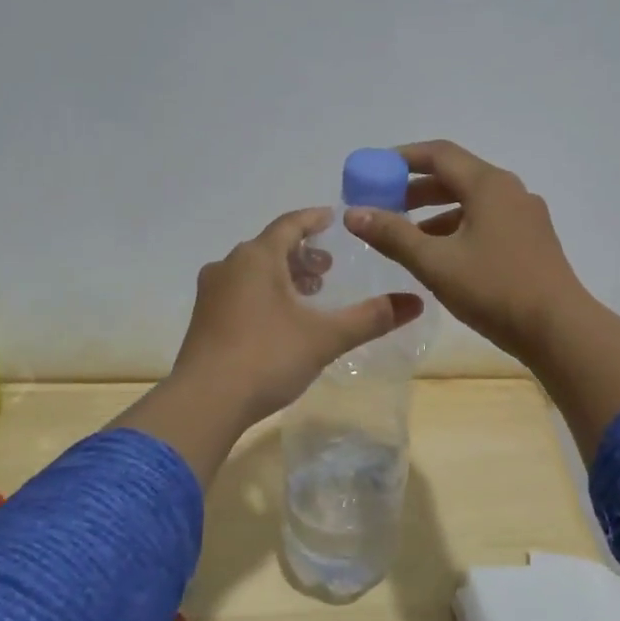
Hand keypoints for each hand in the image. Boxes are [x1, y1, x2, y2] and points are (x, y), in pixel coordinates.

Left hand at [113, 208, 423, 482]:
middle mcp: (229, 266)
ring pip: (252, 271)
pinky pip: (239, 291)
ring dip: (282, 275)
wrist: (205, 402)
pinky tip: (279, 319)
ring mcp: (211, 293)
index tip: (333, 218)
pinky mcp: (203, 319)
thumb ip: (371, 318)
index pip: (290, 224)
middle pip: (270, 247)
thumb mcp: (326, 337)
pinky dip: (264, 293)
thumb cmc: (267, 357)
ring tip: (308, 293)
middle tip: (327, 268)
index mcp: (257, 257)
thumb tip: (416, 301)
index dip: (314, 219)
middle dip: (301, 253)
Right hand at [344, 140, 589, 361]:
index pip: (438, 154)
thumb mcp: (435, 263)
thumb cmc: (494, 290)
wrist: (559, 329)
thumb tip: (353, 213)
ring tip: (407, 237)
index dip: (401, 159)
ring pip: (472, 203)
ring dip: (436, 213)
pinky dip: (459, 229)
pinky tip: (443, 258)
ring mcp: (526, 217)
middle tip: (384, 206)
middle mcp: (510, 191)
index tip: (372, 171)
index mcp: (489, 185)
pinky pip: (487, 222)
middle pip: (456, 177)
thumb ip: (392, 235)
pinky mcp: (532, 242)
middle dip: (415, 189)